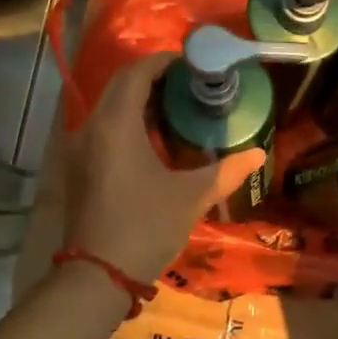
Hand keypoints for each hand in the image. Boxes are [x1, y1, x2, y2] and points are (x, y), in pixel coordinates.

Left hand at [61, 52, 265, 285]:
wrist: (97, 276)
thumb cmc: (145, 228)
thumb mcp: (190, 197)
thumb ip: (225, 171)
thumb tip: (258, 154)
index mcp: (116, 124)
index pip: (136, 74)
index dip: (163, 62)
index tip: (192, 63)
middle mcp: (91, 127)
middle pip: (120, 85)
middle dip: (152, 78)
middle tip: (189, 84)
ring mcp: (80, 148)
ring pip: (109, 107)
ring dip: (139, 100)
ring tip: (176, 108)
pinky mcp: (78, 167)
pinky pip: (103, 127)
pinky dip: (127, 121)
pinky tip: (153, 140)